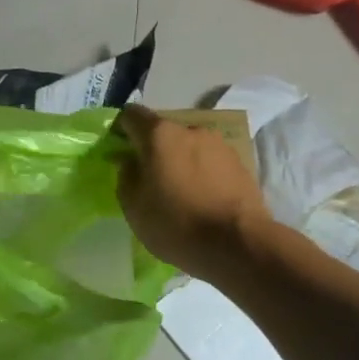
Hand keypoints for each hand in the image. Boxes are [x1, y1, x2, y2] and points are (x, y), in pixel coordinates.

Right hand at [116, 104, 270, 279]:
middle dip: (153, 149)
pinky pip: (210, 161)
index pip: (131, 115)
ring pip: (189, 146)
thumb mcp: (133, 207)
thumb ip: (125, 176)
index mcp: (159, 135)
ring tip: (180, 192)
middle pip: (162, 131)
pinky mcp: (240, 163)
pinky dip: (201, 173)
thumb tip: (129, 161)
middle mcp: (190, 129)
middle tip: (149, 179)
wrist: (239, 244)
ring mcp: (219, 144)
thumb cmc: (176, 224)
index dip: (120, 129)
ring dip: (179, 161)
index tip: (118, 150)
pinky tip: (202, 199)